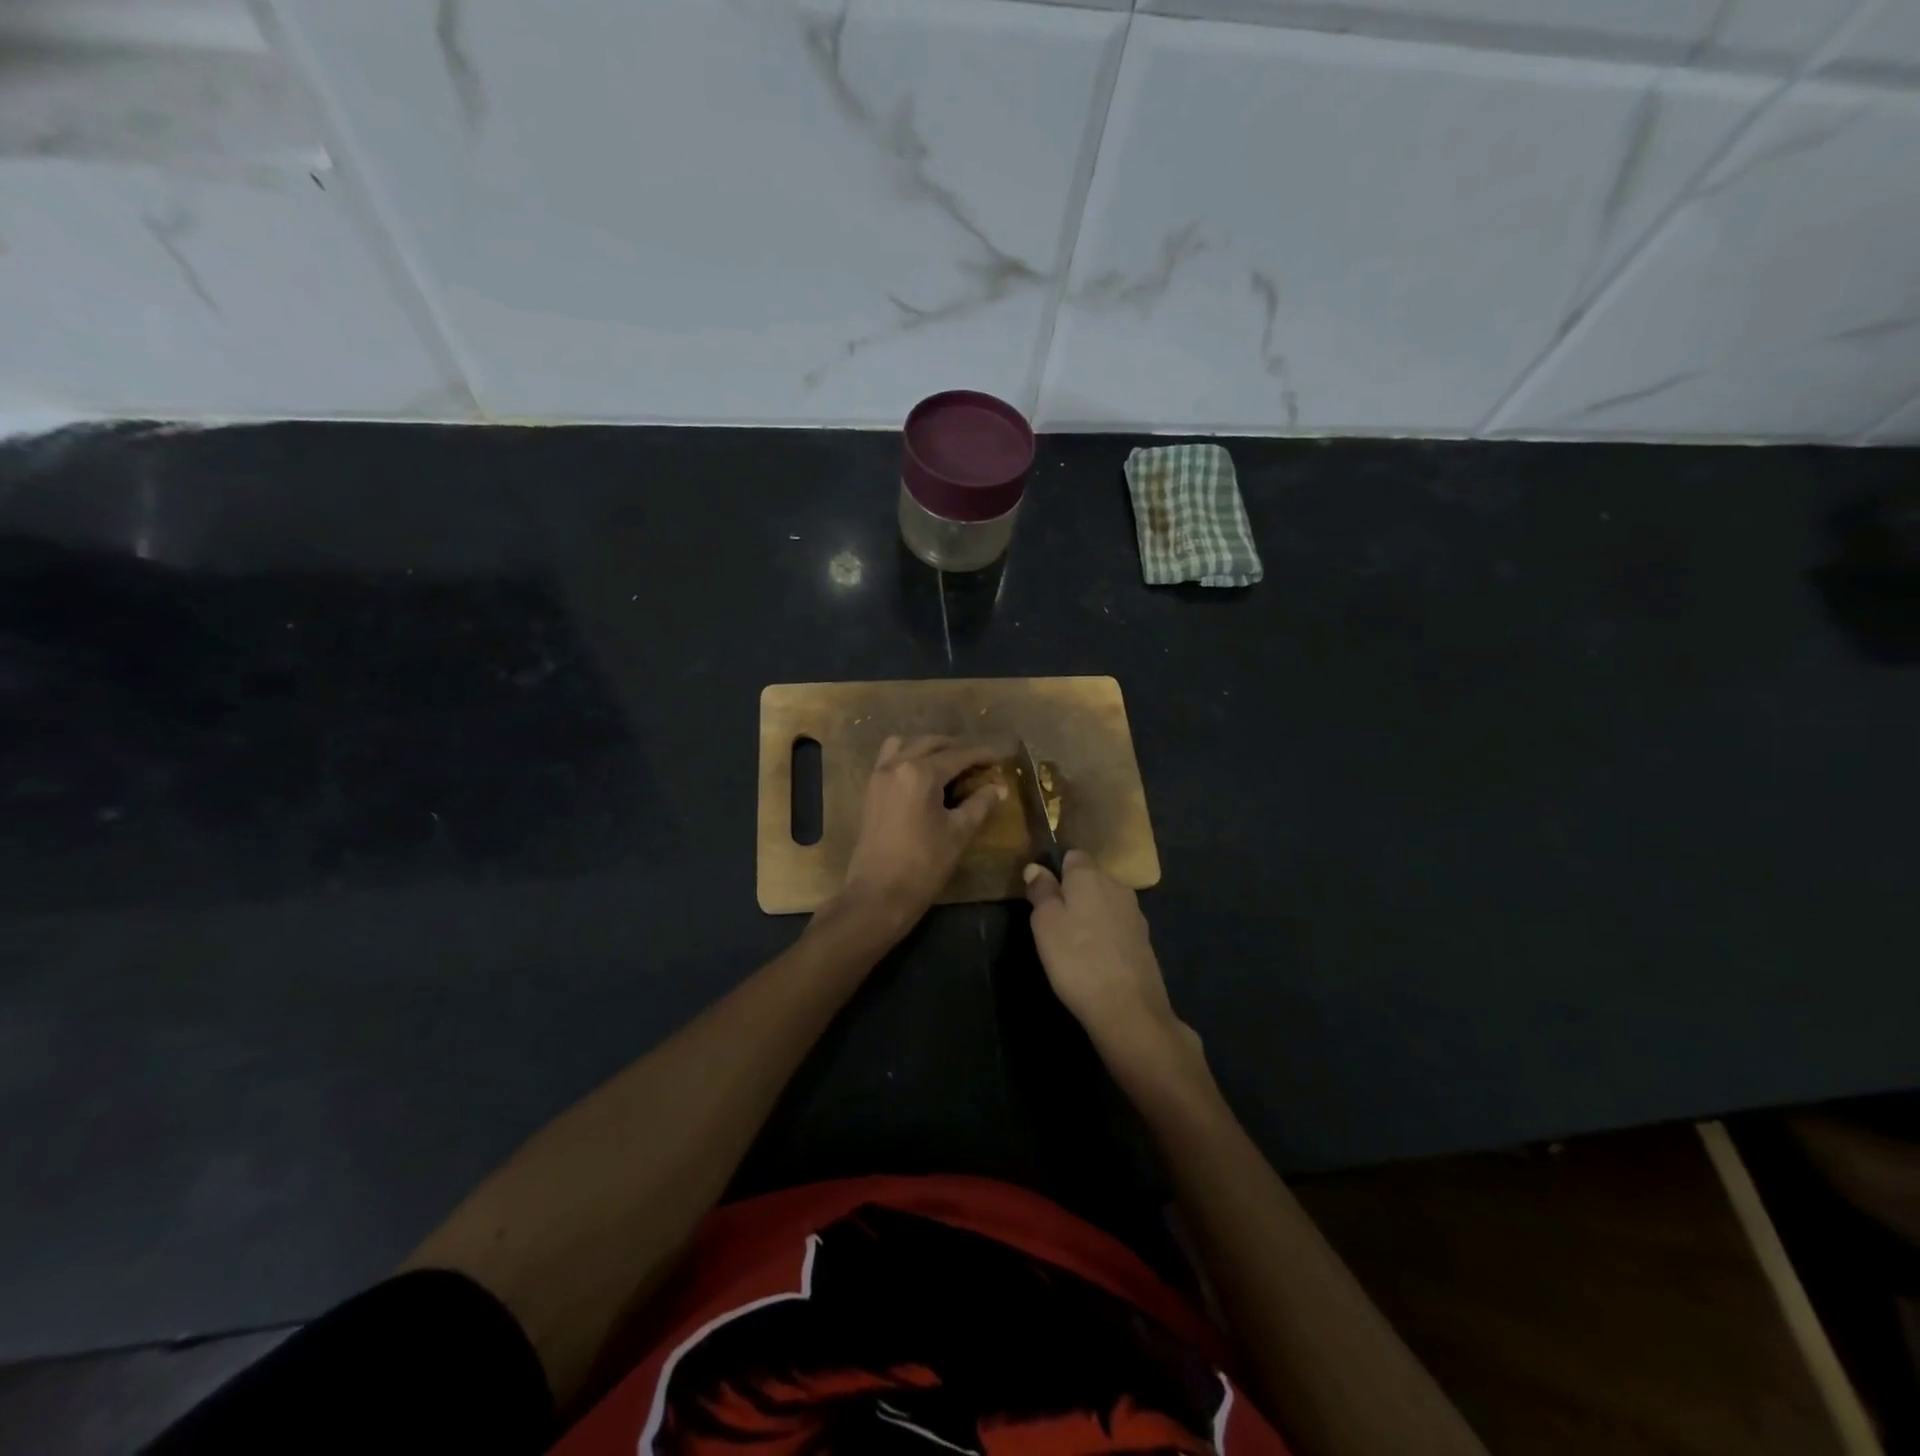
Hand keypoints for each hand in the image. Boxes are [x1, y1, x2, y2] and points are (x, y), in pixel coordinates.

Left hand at [838, 736, 1003, 932]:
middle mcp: (896, 764)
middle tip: (982, 759)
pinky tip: (926, 775)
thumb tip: (998, 788)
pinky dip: (910, 756)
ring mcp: (879, 775)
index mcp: (919, 773)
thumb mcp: (959, 833)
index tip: (1004, 754)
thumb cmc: (923, 864)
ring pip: (908, 744)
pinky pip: (891, 758)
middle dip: (958, 747)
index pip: (959, 755)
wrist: (878, 894)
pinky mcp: (871, 789)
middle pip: (932, 743)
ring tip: (952, 762)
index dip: (983, 753)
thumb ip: (980, 804)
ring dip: (931, 747)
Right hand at [1023, 851, 1200, 1068]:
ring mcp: (1135, 913)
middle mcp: (1117, 886)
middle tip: (1053, 922)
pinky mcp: (1144, 940)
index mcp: (1090, 875)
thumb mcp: (1045, 923)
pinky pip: (1117, 926)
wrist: (1127, 1008)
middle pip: (1090, 878)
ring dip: (1090, 915)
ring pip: (1105, 902)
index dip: (1056, 870)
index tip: (1042, 894)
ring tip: (1073, 943)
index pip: (1072, 855)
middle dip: (1073, 893)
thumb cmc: (1076, 959)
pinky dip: (1105, 935)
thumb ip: (1041, 891)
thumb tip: (1036, 867)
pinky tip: (1095, 958)